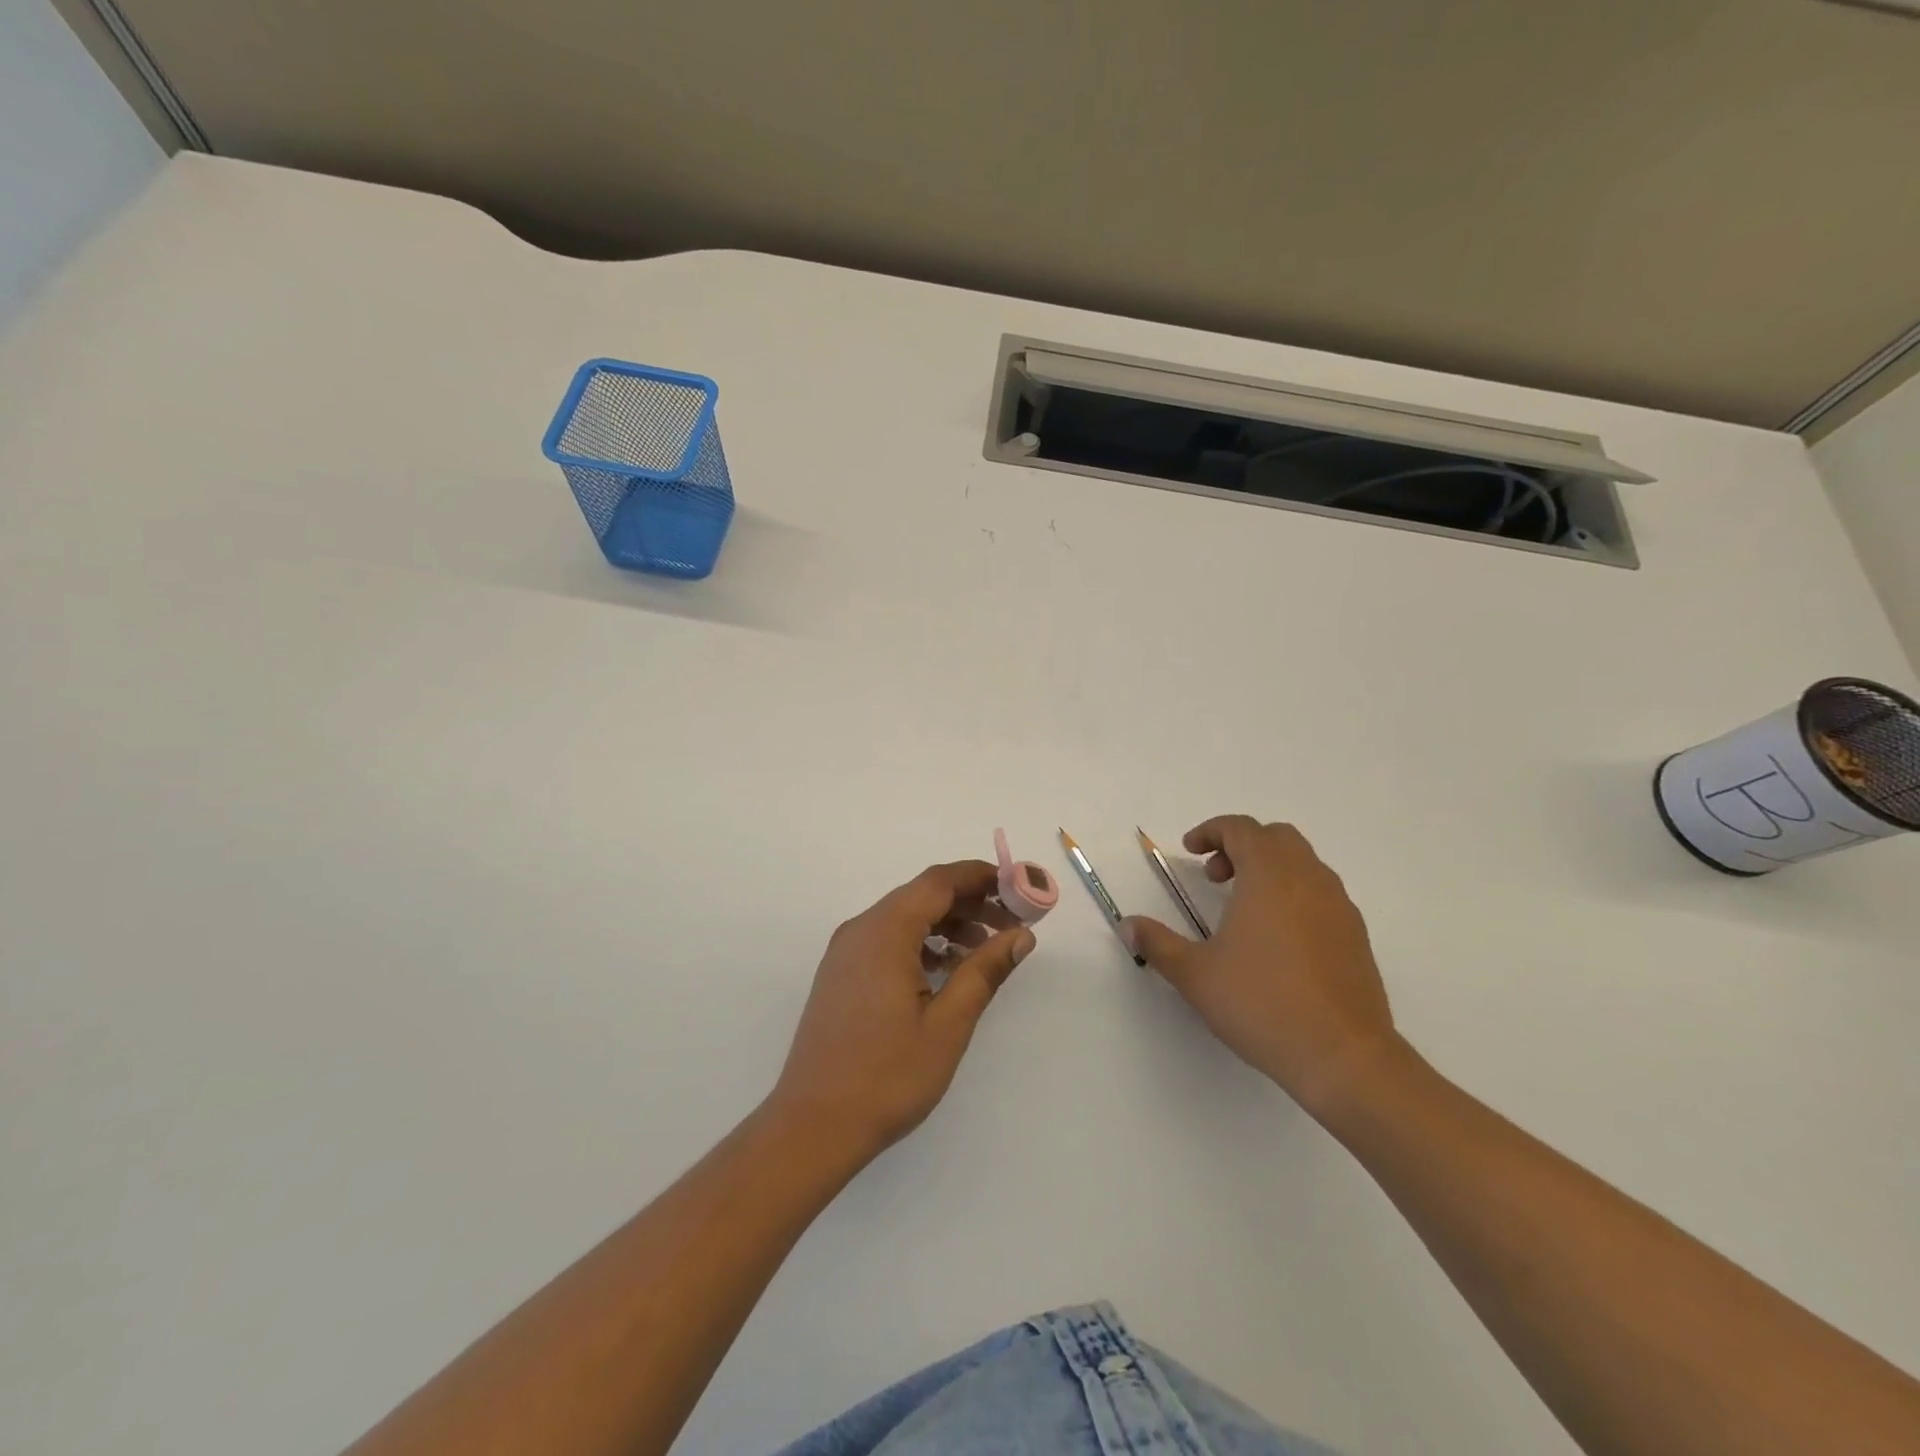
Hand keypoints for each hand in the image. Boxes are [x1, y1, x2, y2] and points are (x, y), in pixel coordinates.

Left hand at [768, 860, 1036, 1162]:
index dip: (981, 877)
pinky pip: (887, 940)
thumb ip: (984, 971)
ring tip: (986, 949)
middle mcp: (861, 930)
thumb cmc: (887, 1076)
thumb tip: (1021, 935)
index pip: (939, 881)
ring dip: (947, 924)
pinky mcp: (841, 975)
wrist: (813, 1126)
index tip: (1019, 887)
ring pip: (904, 917)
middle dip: (969, 902)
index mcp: (885, 931)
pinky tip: (946, 970)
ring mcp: (846, 952)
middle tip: (1011, 923)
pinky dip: (921, 943)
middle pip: (922, 895)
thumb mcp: (948, 1024)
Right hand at [1121, 816, 1399, 1115]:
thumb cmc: (1262, 1004)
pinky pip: (1321, 893)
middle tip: (1214, 876)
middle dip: (1241, 846)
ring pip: (1303, 863)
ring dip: (1269, 869)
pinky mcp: (1356, 935)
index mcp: (1269, 876)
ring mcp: (1339, 906)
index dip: (1211, 831)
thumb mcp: (1195, 975)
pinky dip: (1294, 894)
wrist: (1344, 1056)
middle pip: (1276, 837)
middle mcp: (1309, 879)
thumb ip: (1158, 943)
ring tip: (1242, 909)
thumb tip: (1128, 925)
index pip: (1241, 828)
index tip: (1189, 850)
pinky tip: (1277, 938)